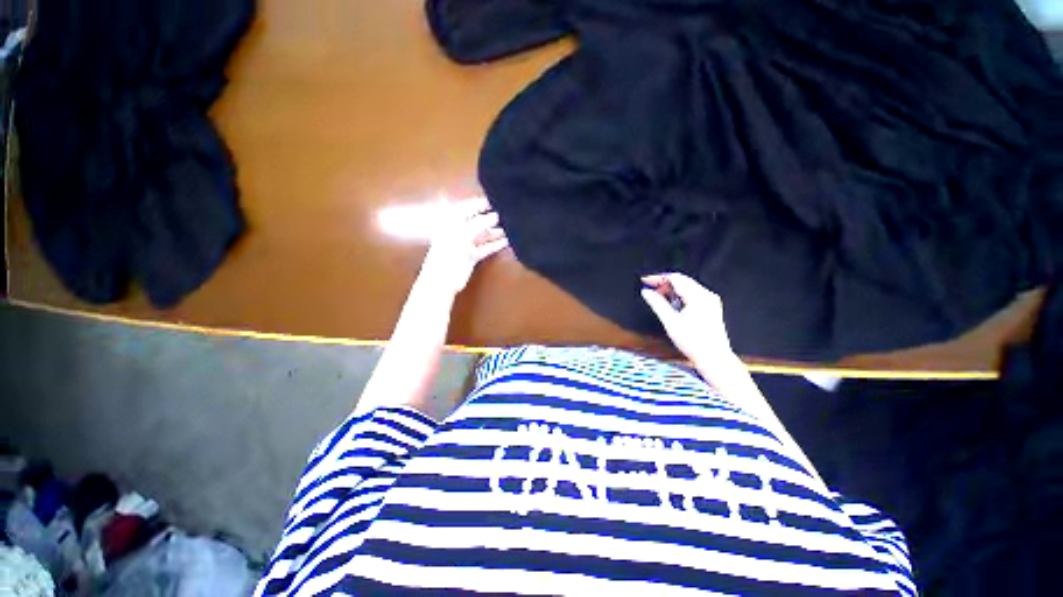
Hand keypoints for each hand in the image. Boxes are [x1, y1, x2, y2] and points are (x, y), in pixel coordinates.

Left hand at [417, 196, 508, 296]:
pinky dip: (494, 244)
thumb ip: (480, 223)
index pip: (467, 207)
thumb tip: (495, 216)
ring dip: (495, 232)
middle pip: (476, 221)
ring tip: (510, 228)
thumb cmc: (449, 253)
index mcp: (451, 222)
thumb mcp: (464, 234)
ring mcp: (465, 244)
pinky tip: (506, 241)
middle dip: (490, 218)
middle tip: (506, 215)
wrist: (442, 281)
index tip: (495, 201)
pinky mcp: (471, 256)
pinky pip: (485, 247)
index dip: (480, 204)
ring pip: (482, 235)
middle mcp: (458, 231)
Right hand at [640, 272, 734, 365]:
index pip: (675, 278)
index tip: (645, 280)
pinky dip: (680, 296)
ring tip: (658, 299)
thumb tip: (646, 292)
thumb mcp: (670, 322)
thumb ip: (657, 303)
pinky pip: (692, 294)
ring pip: (687, 287)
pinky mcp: (711, 307)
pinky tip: (671, 305)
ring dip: (671, 290)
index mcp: (698, 296)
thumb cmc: (693, 342)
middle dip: (664, 284)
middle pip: (682, 281)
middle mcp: (706, 295)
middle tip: (650, 291)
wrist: (713, 358)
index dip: (658, 278)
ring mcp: (710, 301)